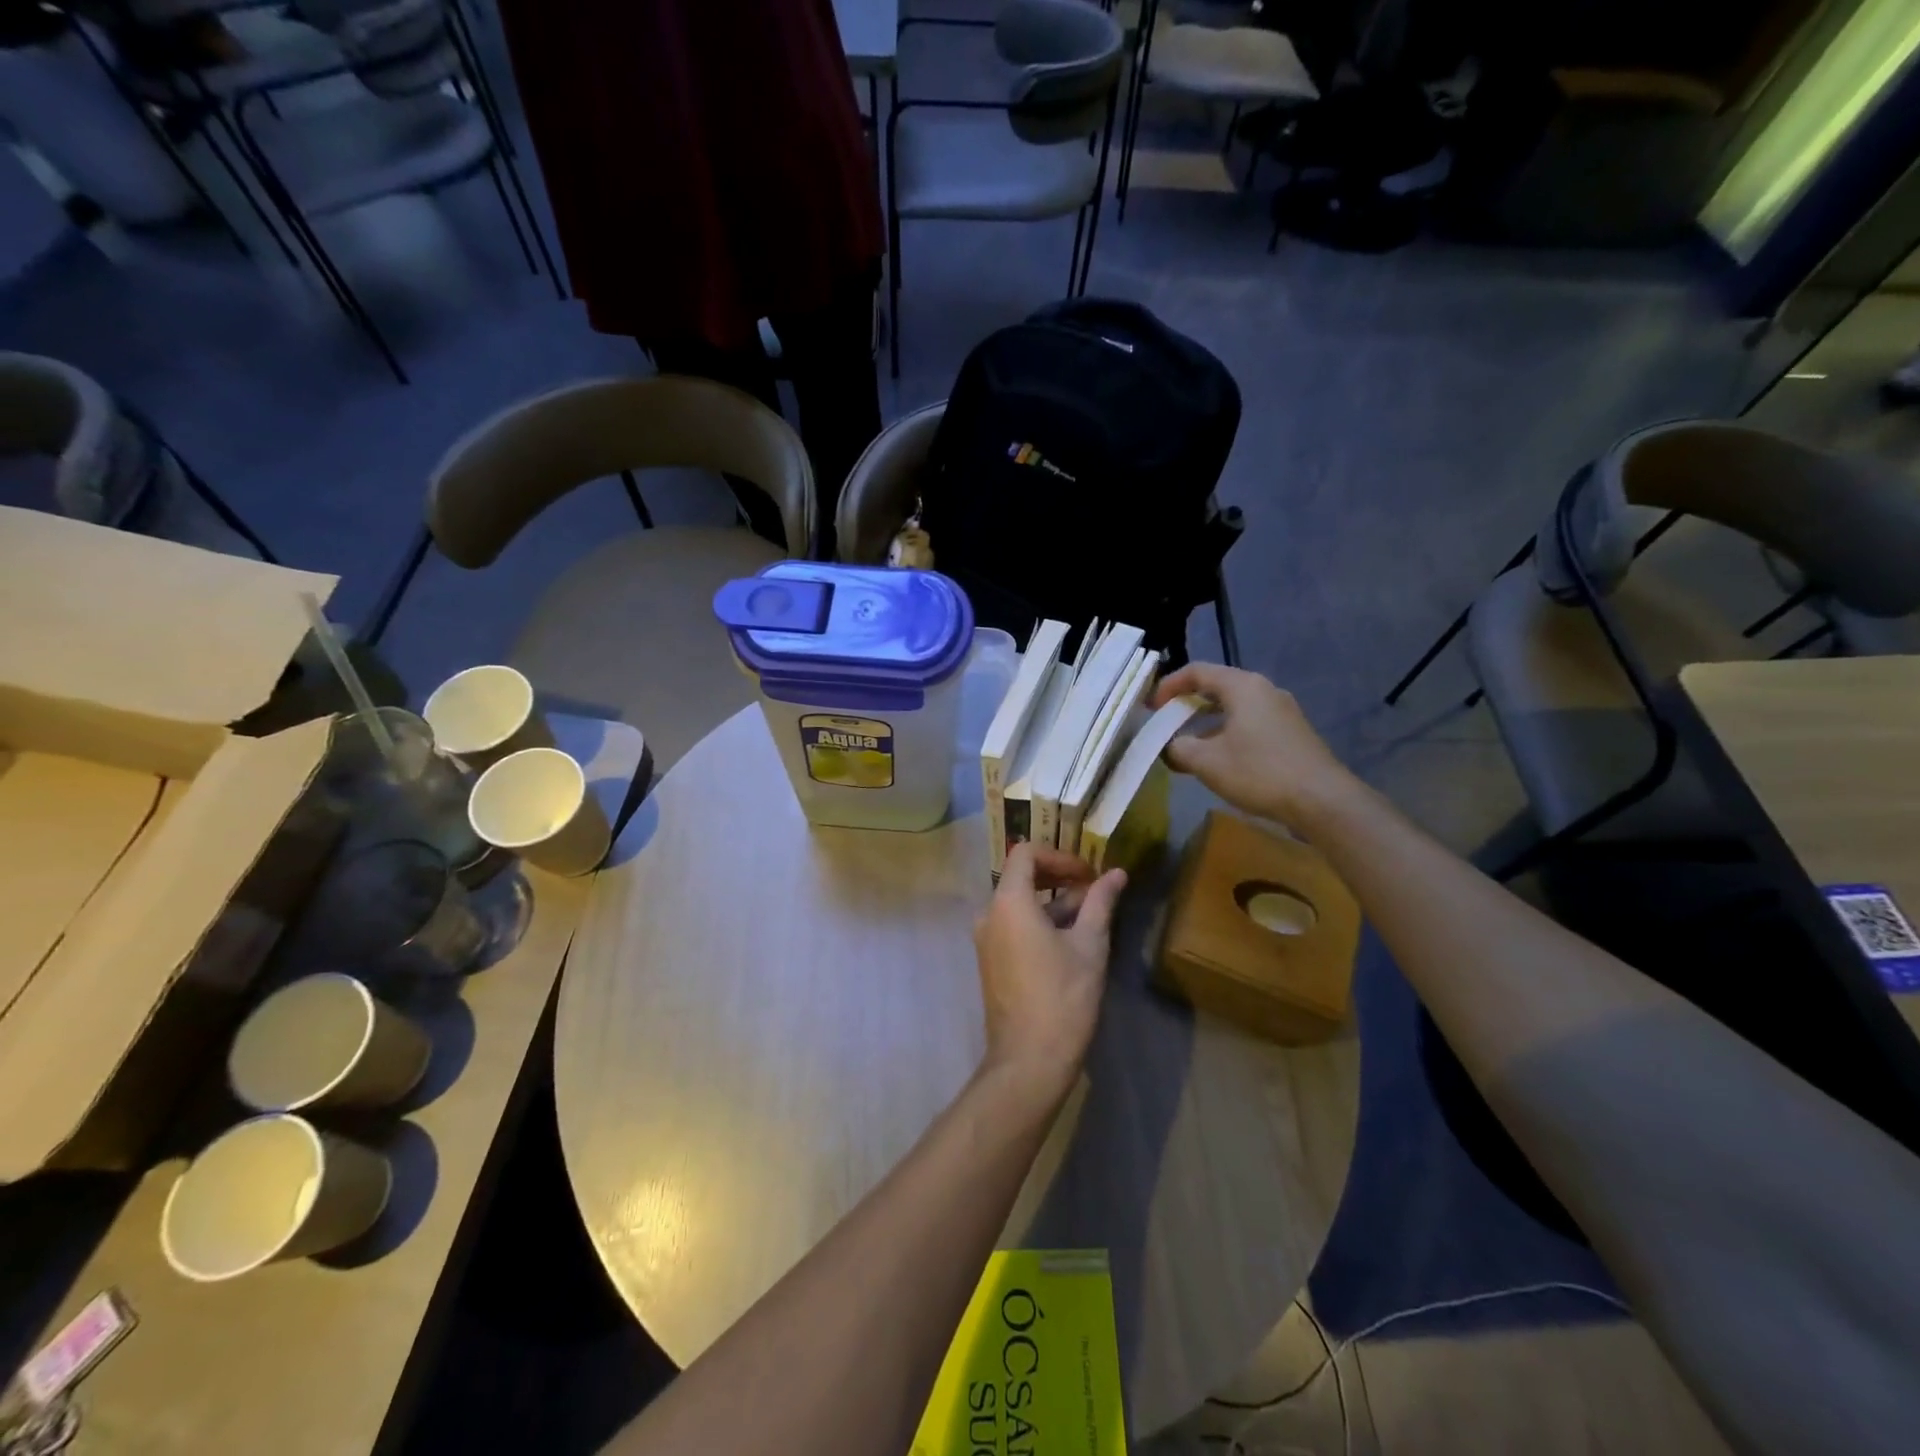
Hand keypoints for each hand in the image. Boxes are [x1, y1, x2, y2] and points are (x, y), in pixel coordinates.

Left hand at [973, 843, 1125, 1098]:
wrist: (1028, 1060)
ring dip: (1053, 902)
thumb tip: (1117, 873)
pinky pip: (1013, 926)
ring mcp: (986, 940)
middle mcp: (989, 914)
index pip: (1026, 853)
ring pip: (1019, 903)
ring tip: (1090, 916)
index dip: (1060, 855)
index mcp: (1008, 902)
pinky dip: (1039, 921)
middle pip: (1020, 876)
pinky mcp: (991, 961)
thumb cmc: (1063, 997)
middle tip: (1093, 889)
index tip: (1089, 874)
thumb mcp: (1089, 945)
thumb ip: (1100, 903)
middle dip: (1058, 876)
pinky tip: (1070, 940)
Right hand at [1152, 663, 1357, 829]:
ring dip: (1206, 723)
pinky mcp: (1291, 733)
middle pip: (1217, 687)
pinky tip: (1219, 760)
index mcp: (1243, 687)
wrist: (1322, 800)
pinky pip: (1250, 723)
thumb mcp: (1207, 762)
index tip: (1151, 707)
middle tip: (1166, 723)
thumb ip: (1179, 748)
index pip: (1198, 671)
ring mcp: (1282, 711)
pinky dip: (1227, 733)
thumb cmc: (1260, 772)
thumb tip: (1169, 746)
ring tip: (1188, 746)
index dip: (1169, 685)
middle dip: (1187, 705)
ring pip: (1234, 707)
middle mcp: (1264, 690)